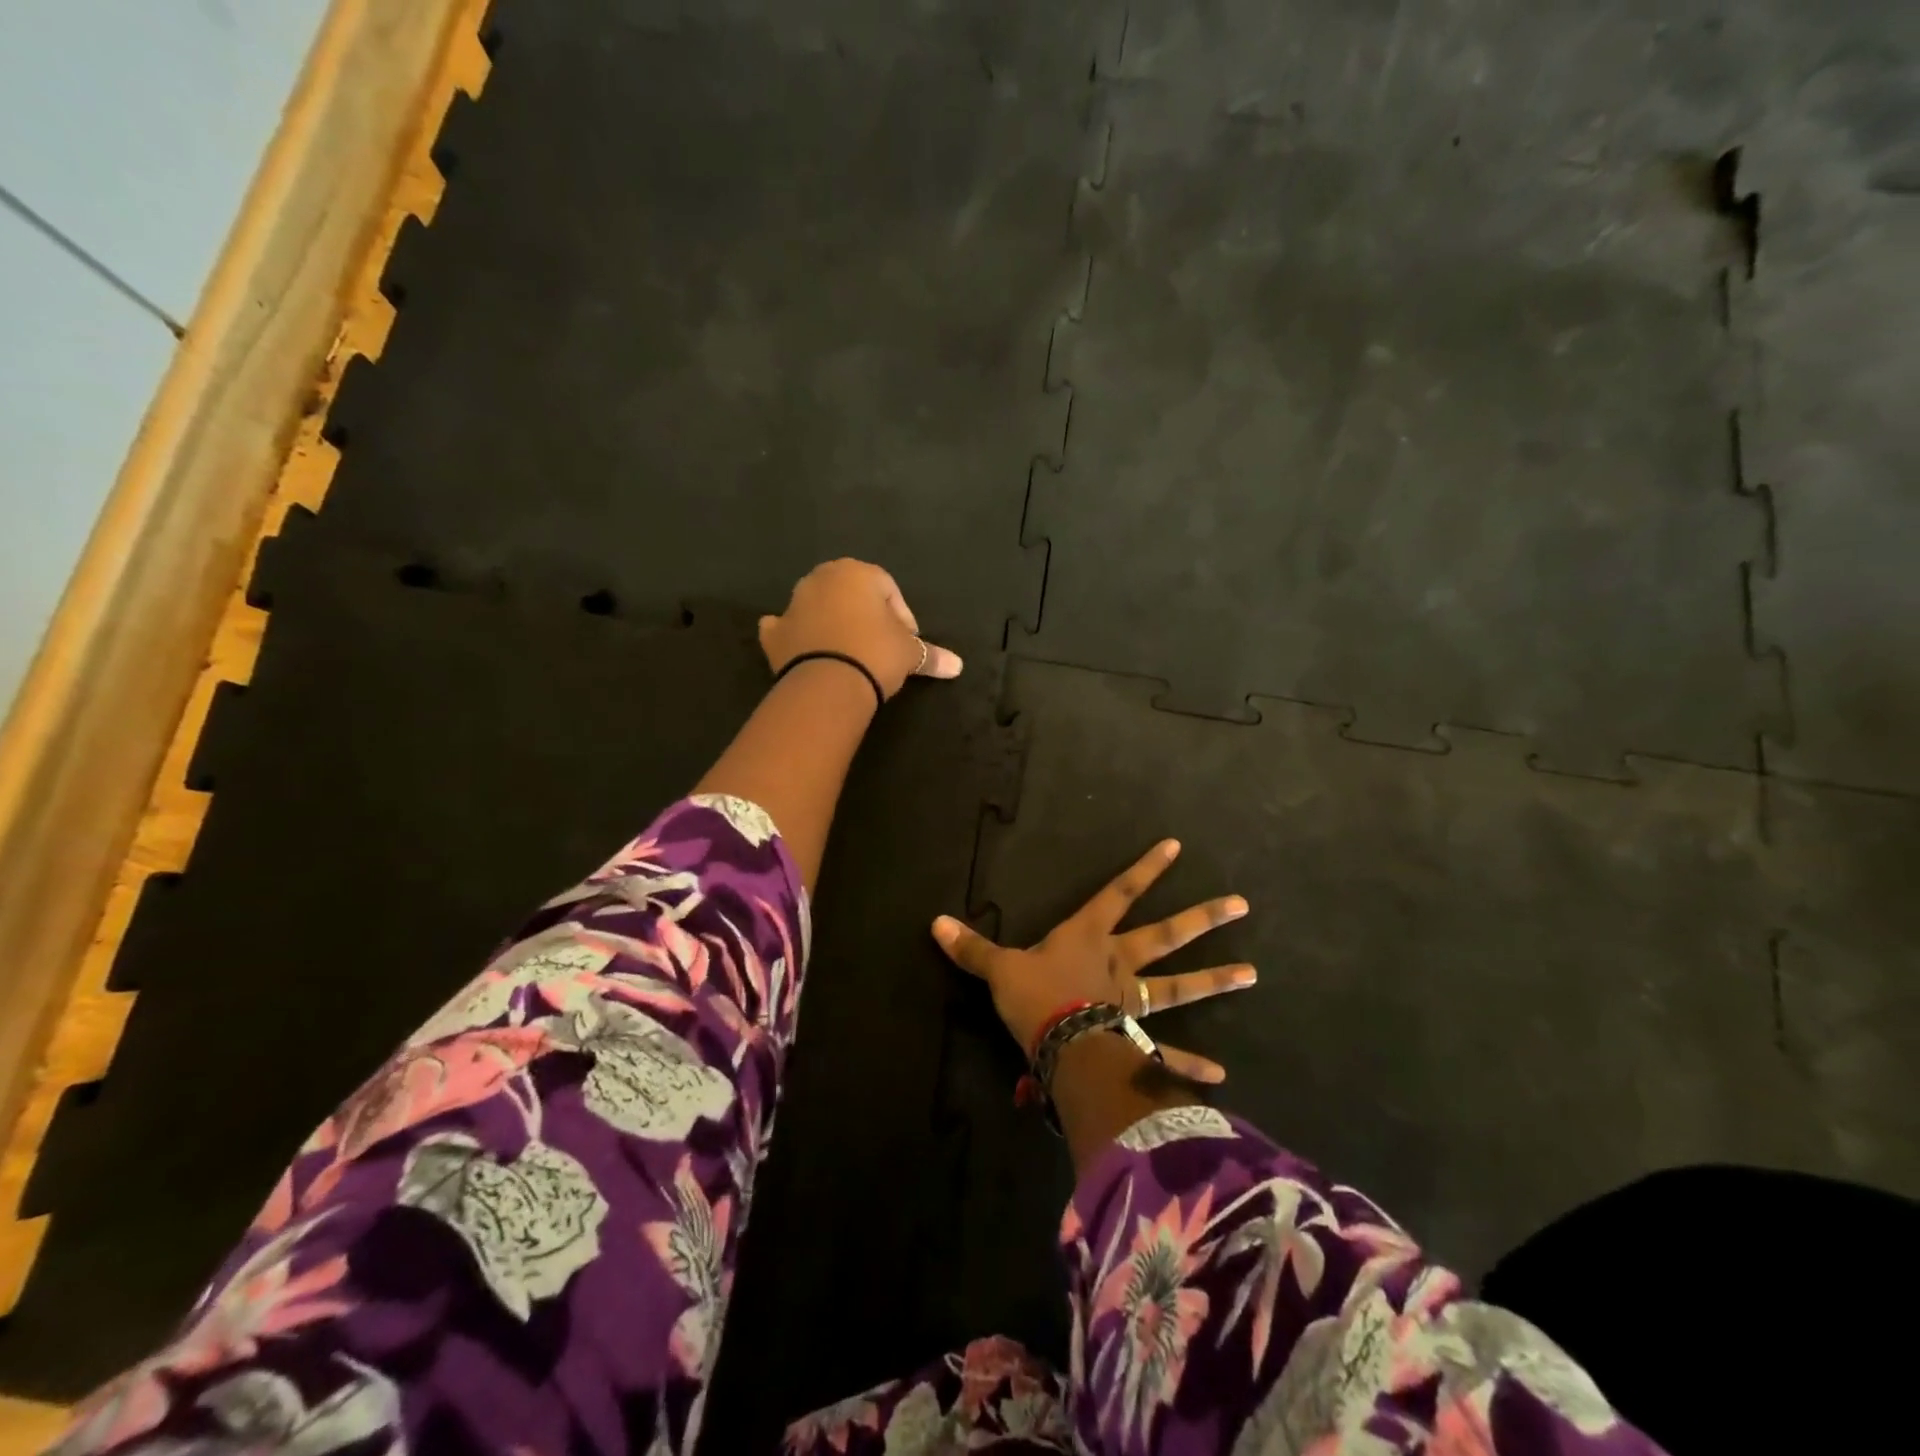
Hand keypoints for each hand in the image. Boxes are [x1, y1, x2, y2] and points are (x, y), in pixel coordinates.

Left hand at [759, 559, 962, 698]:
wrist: (826, 684)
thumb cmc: (875, 654)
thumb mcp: (909, 654)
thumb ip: (931, 655)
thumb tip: (958, 665)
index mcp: (857, 572)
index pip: (889, 589)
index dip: (902, 616)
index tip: (908, 642)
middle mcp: (822, 579)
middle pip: (851, 593)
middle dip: (866, 615)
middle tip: (880, 646)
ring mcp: (793, 604)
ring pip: (819, 607)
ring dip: (833, 623)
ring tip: (849, 653)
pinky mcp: (774, 633)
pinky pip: (787, 629)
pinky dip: (796, 636)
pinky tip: (806, 650)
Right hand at [931, 839, 1254, 1082]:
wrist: (1058, 1044)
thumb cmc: (1035, 997)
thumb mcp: (999, 968)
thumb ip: (972, 948)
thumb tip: (934, 922)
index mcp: (1088, 936)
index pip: (1119, 892)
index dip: (1146, 869)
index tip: (1177, 846)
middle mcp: (1119, 962)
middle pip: (1166, 934)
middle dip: (1203, 918)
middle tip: (1242, 905)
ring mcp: (1133, 1001)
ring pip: (1179, 986)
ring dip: (1215, 979)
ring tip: (1252, 974)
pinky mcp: (1136, 1040)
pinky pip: (1168, 1052)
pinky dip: (1191, 1064)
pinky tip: (1221, 1076)